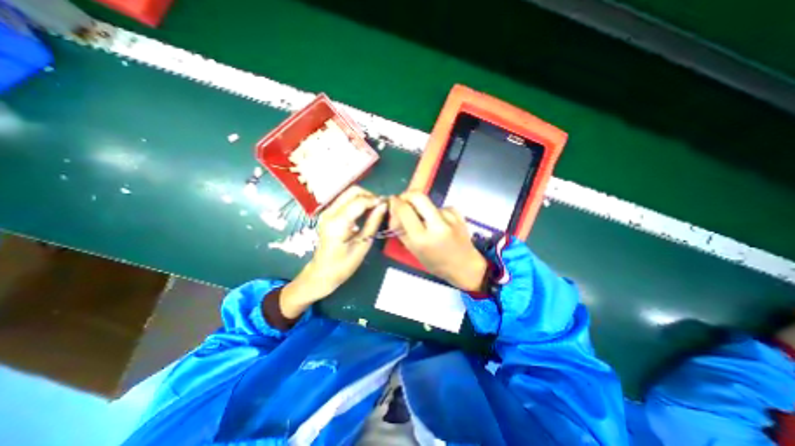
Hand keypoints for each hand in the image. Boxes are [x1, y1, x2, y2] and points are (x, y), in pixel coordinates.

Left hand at [281, 187, 386, 317]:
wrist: (322, 273)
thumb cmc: (344, 264)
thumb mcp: (363, 244)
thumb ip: (373, 222)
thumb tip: (383, 206)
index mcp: (338, 222)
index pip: (359, 201)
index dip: (375, 200)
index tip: (387, 204)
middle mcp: (330, 212)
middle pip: (352, 191)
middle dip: (369, 195)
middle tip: (381, 206)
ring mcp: (327, 211)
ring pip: (348, 193)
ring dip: (364, 197)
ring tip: (375, 208)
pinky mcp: (328, 213)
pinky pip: (345, 200)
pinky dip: (357, 202)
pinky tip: (365, 211)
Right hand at [389, 190, 487, 288]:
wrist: (465, 266)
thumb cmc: (436, 263)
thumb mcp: (414, 251)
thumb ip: (401, 231)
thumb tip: (394, 211)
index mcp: (422, 238)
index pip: (404, 210)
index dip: (396, 202)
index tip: (393, 201)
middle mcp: (437, 225)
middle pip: (418, 196)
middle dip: (407, 195)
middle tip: (404, 201)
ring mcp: (450, 217)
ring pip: (429, 202)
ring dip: (422, 208)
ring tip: (426, 221)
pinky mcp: (458, 214)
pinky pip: (440, 206)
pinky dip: (435, 212)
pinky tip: (439, 223)